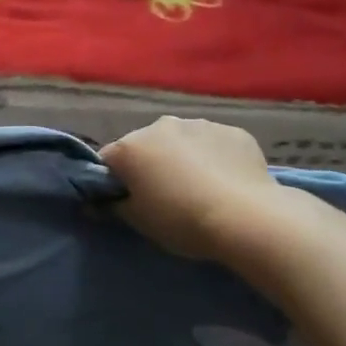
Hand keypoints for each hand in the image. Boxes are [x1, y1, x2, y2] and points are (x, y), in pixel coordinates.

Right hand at [99, 117, 287, 261]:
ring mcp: (199, 124)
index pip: (108, 160)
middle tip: (166, 196)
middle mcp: (160, 126)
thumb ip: (113, 207)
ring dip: (183, 158)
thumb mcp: (138, 221)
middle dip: (151, 165)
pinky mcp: (233, 132)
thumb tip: (98, 203)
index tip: (127, 200)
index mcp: (130, 147)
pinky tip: (227, 182)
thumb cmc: (181, 220)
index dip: (114, 181)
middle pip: (146, 146)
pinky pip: (215, 144)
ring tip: (201, 189)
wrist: (247, 218)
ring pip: (182, 141)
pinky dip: (215, 158)